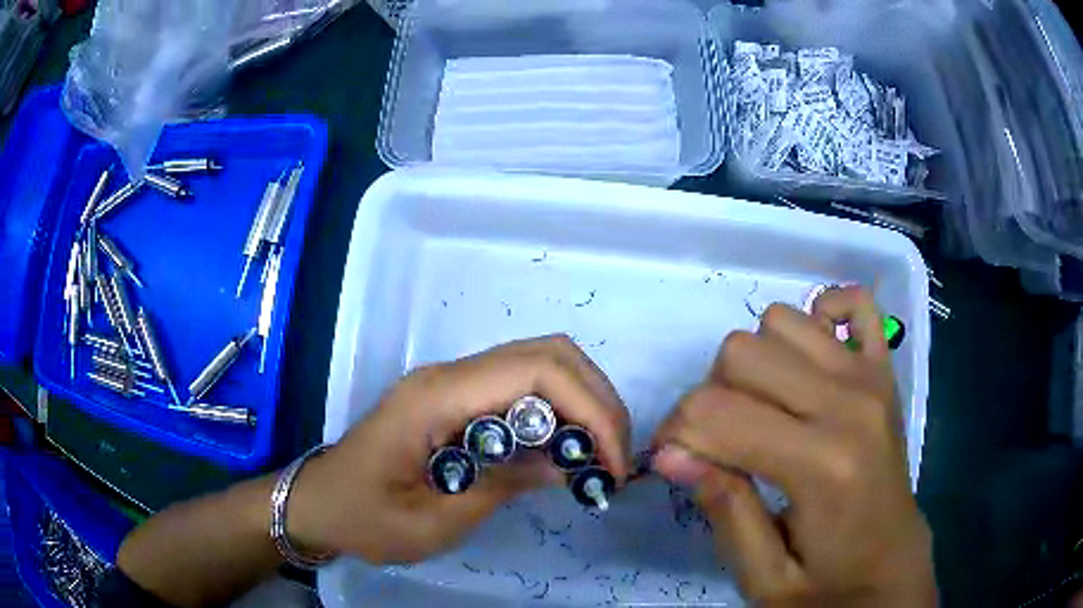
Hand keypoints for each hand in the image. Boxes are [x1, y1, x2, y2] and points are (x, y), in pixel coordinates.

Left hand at [286, 335, 630, 563]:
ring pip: (539, 363)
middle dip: (597, 400)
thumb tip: (566, 465)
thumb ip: (502, 486)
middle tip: (616, 456)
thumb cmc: (363, 518)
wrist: (318, 503)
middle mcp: (448, 374)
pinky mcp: (455, 397)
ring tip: (598, 455)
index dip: (589, 410)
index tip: (613, 464)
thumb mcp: (434, 521)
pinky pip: (521, 386)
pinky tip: (564, 450)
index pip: (535, 372)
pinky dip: (558, 409)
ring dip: (582, 401)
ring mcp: (451, 381)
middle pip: (547, 354)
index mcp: (436, 397)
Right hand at [652, 286, 934, 604]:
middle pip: (741, 351)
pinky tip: (812, 361)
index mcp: (820, 464)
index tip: (675, 464)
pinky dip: (822, 316)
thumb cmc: (828, 586)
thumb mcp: (763, 578)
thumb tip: (670, 453)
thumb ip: (723, 510)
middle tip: (720, 444)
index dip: (676, 435)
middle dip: (709, 397)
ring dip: (756, 364)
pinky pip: (853, 300)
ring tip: (764, 411)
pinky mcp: (884, 368)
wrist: (892, 571)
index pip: (715, 411)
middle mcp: (849, 403)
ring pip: (780, 320)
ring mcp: (871, 376)